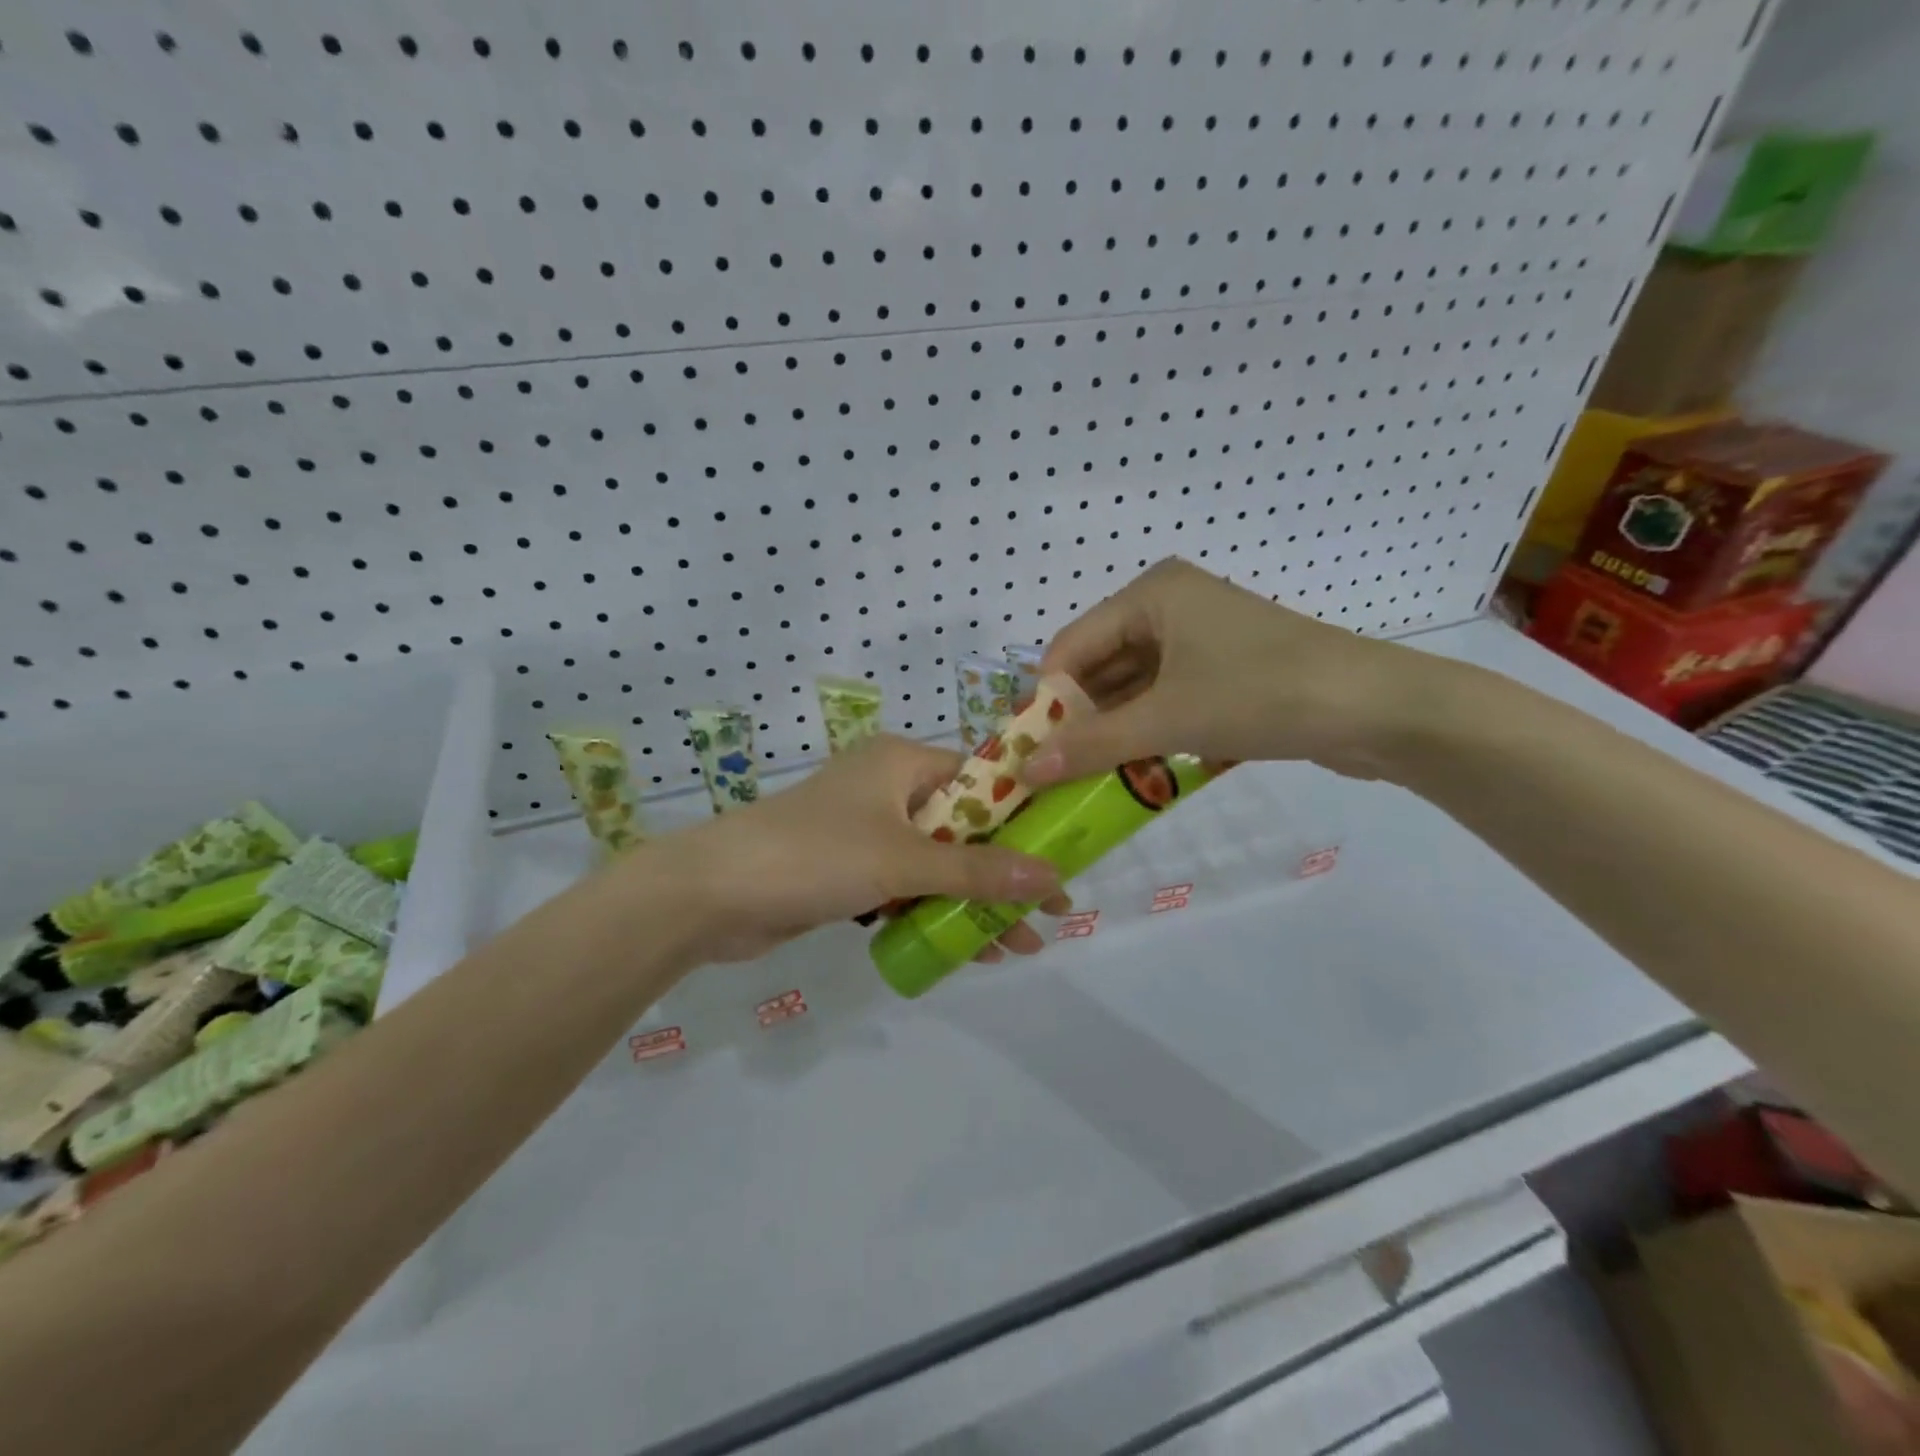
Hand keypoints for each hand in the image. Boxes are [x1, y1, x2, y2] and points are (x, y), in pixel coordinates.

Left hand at [657, 735, 1066, 963]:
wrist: (711, 895)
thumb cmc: (814, 855)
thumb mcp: (902, 860)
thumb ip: (978, 871)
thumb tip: (1053, 879)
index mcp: (901, 762)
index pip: (981, 779)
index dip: (1025, 817)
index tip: (1063, 853)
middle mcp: (887, 789)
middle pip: (963, 827)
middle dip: (1005, 872)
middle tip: (1051, 911)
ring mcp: (867, 832)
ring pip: (937, 863)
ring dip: (975, 901)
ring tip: (1022, 945)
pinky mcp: (849, 871)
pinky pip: (907, 887)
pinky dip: (935, 912)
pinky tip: (971, 948)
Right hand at [1026, 557, 1437, 785]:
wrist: (1379, 710)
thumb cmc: (1263, 694)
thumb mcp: (1169, 719)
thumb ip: (1092, 743)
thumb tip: (1024, 769)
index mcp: (1151, 594)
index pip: (1071, 645)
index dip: (1045, 699)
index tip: (1025, 752)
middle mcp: (1170, 607)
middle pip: (1101, 667)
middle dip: (1079, 720)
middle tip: (1050, 773)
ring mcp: (1200, 640)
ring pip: (1134, 689)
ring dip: (1113, 733)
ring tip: (1083, 781)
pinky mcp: (1224, 672)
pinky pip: (1166, 701)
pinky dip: (1148, 734)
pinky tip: (1133, 773)